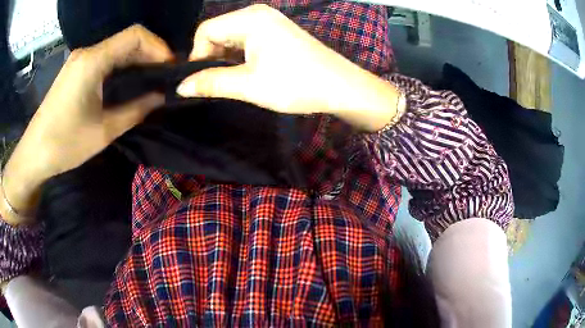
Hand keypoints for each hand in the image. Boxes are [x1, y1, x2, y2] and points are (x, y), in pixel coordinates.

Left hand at [1, 25, 172, 223]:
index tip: (170, 67)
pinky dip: (120, 67)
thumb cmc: (65, 144)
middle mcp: (87, 52)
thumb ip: (136, 110)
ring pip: (115, 49)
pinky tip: (127, 83)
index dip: (158, 46)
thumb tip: (161, 97)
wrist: (34, 154)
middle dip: (149, 54)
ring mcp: (79, 60)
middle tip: (164, 77)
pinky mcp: (75, 70)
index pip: (135, 35)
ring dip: (135, 61)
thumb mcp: (104, 131)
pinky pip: (104, 59)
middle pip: (126, 40)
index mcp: (93, 61)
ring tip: (150, 80)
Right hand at [177, 4, 401, 130]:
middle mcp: (257, 14)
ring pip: (230, 37)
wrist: (340, 87)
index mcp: (249, 19)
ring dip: (224, 59)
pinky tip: (244, 73)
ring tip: (231, 81)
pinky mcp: (276, 32)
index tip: (200, 80)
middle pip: (217, 32)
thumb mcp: (249, 84)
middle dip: (210, 57)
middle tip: (215, 84)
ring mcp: (268, 22)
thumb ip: (211, 83)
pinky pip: (245, 40)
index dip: (197, 55)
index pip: (205, 30)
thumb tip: (180, 87)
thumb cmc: (296, 83)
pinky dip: (238, 57)